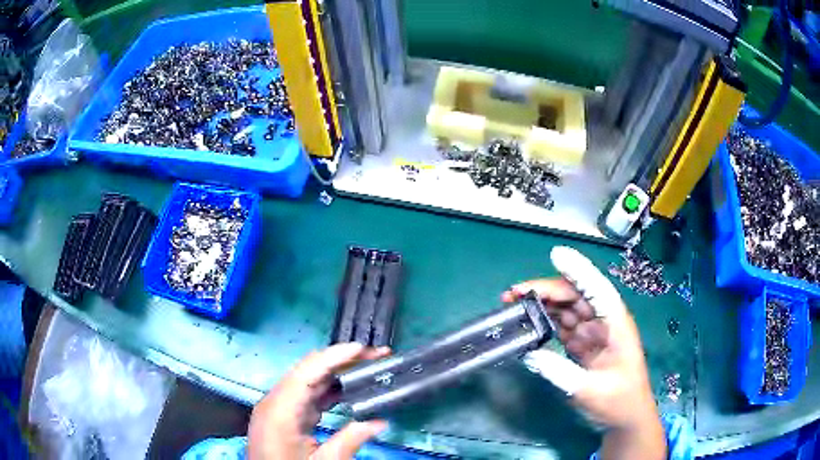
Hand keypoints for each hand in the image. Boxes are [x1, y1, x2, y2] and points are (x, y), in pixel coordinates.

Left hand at [248, 343, 390, 459]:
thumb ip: (350, 440)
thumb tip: (381, 421)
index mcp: (280, 410)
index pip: (308, 371)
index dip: (335, 356)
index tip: (363, 349)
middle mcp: (275, 402)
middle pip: (308, 371)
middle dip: (341, 361)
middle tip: (374, 357)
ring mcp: (277, 408)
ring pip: (308, 381)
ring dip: (337, 374)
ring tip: (367, 368)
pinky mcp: (282, 416)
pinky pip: (306, 396)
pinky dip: (329, 390)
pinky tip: (349, 390)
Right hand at [503, 247, 664, 459]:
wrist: (626, 417)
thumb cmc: (619, 401)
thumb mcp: (590, 390)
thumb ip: (560, 372)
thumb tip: (530, 354)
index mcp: (616, 323)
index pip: (596, 288)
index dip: (577, 270)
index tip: (556, 254)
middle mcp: (604, 322)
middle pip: (576, 295)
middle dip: (547, 289)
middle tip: (515, 292)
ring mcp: (593, 333)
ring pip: (567, 309)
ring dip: (543, 304)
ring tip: (515, 303)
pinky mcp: (584, 345)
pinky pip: (562, 328)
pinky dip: (545, 323)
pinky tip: (529, 323)